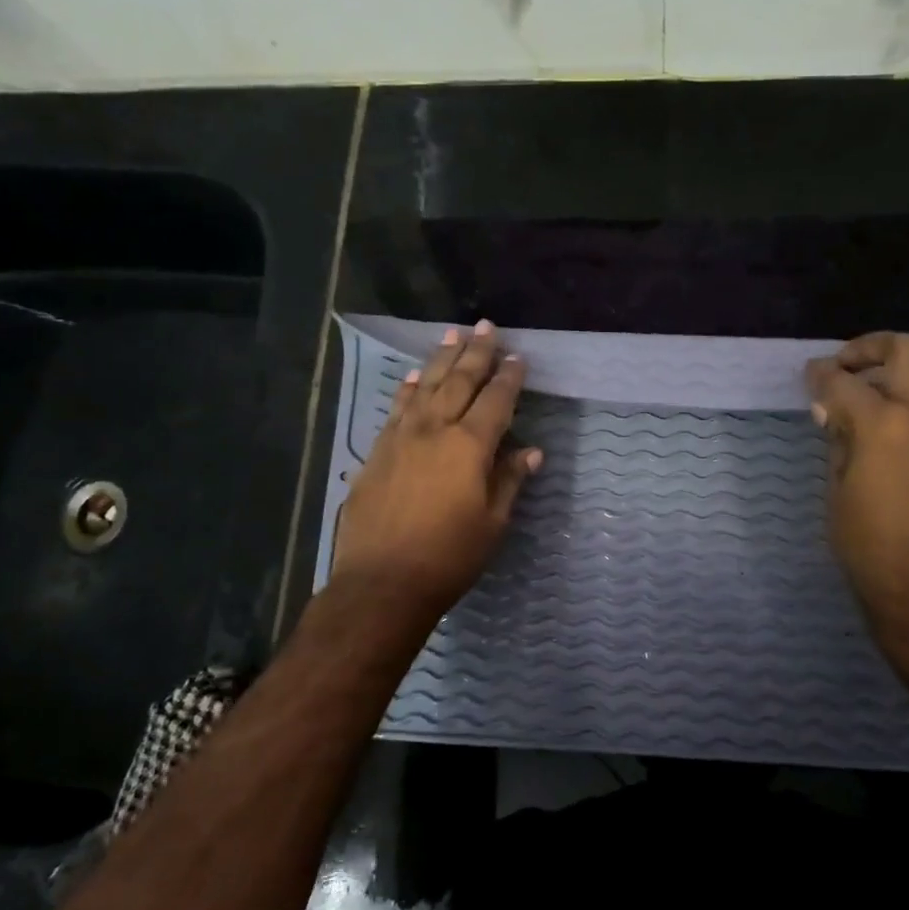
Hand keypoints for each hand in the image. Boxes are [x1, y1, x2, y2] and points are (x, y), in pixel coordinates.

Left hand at [330, 321, 541, 622]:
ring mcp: (401, 438)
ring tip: (453, 336)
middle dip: (476, 353)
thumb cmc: (448, 557)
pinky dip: (409, 389)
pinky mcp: (377, 452)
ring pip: (426, 387)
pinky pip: (397, 409)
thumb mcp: (492, 523)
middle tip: (486, 326)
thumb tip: (531, 452)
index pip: (496, 401)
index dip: (509, 377)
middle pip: (460, 382)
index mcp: (469, 447)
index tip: (518, 357)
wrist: (382, 582)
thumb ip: (509, 481)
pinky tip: (415, 376)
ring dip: (442, 360)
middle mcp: (435, 430)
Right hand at [805, 333, 908, 658]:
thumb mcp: (838, 492)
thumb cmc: (870, 547)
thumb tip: (835, 412)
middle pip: (905, 349)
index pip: (842, 382)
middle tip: (851, 366)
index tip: (811, 375)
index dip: (820, 375)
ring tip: (902, 380)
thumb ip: (839, 442)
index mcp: (881, 425)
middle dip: (870, 348)